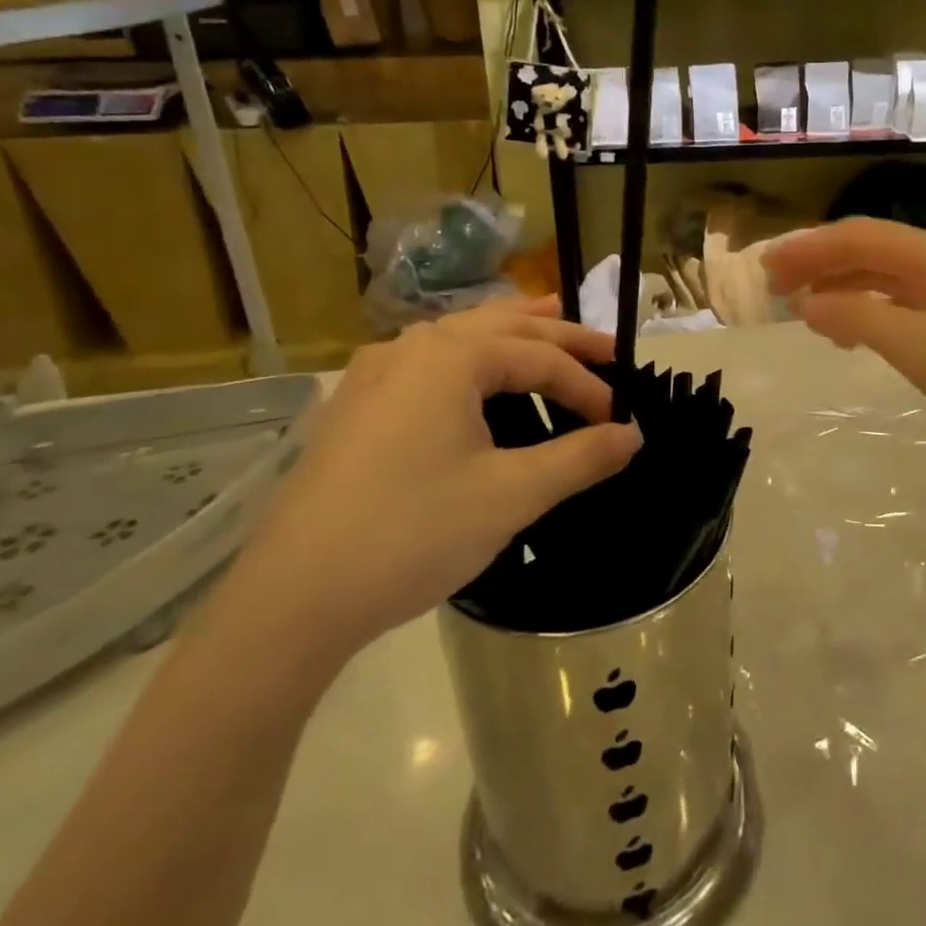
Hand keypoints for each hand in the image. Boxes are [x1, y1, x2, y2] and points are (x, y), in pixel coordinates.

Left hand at [220, 297, 642, 668]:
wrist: (293, 598)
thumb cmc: (414, 532)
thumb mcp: (513, 495)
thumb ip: (581, 457)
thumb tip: (632, 435)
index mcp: (452, 356)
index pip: (541, 358)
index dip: (588, 387)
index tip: (620, 422)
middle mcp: (411, 347)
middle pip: (503, 326)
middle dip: (559, 336)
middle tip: (607, 348)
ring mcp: (375, 374)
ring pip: (460, 337)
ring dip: (511, 334)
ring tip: (548, 326)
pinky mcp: (355, 406)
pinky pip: (428, 363)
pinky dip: (470, 358)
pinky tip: (475, 376)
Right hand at [763, 218, 925, 460]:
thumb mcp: (917, 346)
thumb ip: (857, 317)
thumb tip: (806, 302)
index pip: (857, 237)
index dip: (807, 248)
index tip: (765, 267)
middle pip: (868, 251)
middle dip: (819, 264)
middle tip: (773, 287)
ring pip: (882, 276)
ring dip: (840, 287)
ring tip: (801, 310)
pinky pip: (899, 301)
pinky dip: (866, 310)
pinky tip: (849, 332)